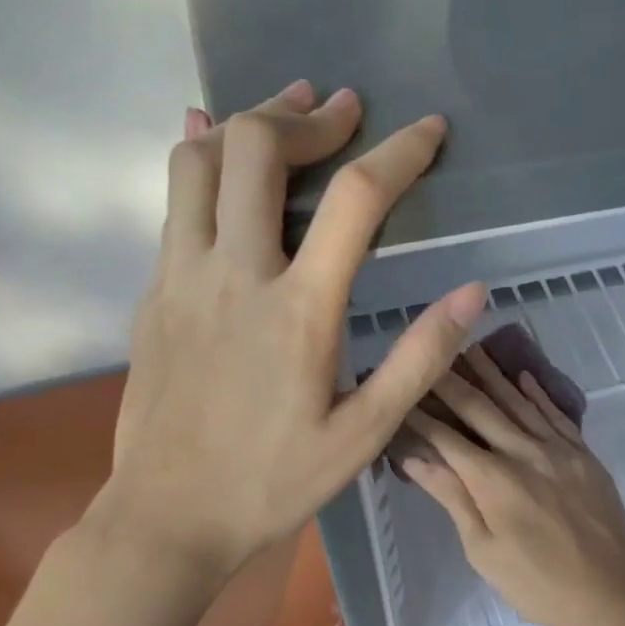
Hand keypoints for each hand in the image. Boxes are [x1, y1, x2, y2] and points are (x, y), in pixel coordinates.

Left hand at [101, 81, 485, 578]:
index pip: (356, 200)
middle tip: (345, 110)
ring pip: (201, 161)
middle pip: (261, 151)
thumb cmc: (274, 483)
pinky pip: (173, 202)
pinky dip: (199, 158)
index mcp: (299, 310)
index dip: (400, 152)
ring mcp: (182, 278)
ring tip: (286, 109)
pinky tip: (210, 143)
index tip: (429, 128)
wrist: (168, 516)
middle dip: (309, 117)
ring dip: (247, 121)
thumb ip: (418, 359)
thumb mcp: (364, 435)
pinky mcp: (153, 294)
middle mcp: (235, 274)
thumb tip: (471, 294)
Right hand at [401, 345, 624, 625]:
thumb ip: (453, 498)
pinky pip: (557, 415)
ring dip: (492, 374)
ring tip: (470, 348)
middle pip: (481, 408)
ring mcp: (559, 451)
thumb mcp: (484, 550)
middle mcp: (524, 453)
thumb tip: (414, 458)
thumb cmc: (538, 584)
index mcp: (493, 480)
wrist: (611, 594)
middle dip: (450, 380)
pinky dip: (538, 393)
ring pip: (519, 402)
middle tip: (429, 352)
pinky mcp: (584, 456)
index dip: (419, 413)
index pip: (446, 436)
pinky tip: (523, 376)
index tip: (399, 391)